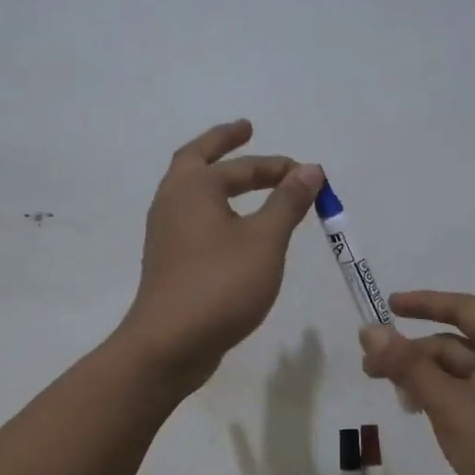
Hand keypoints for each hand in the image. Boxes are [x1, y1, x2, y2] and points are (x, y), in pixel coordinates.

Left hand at [118, 120, 322, 390]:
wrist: (169, 343)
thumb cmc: (220, 284)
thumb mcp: (264, 240)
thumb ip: (287, 202)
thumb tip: (309, 169)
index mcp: (193, 187)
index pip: (242, 165)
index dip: (278, 167)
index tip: (309, 175)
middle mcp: (172, 201)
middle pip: (196, 159)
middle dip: (223, 143)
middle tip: (245, 130)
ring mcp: (165, 232)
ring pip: (191, 190)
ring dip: (216, 177)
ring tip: (241, 176)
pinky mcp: (168, 259)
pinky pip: (193, 218)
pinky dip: (214, 207)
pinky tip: (232, 225)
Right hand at [359, 292, 474, 474]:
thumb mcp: (449, 403)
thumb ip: (408, 365)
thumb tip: (370, 329)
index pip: (461, 307)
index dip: (422, 303)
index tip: (386, 306)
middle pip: (455, 343)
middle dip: (413, 352)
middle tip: (370, 369)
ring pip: (460, 372)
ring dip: (424, 377)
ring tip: (393, 396)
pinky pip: (469, 395)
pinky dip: (441, 397)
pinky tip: (421, 413)